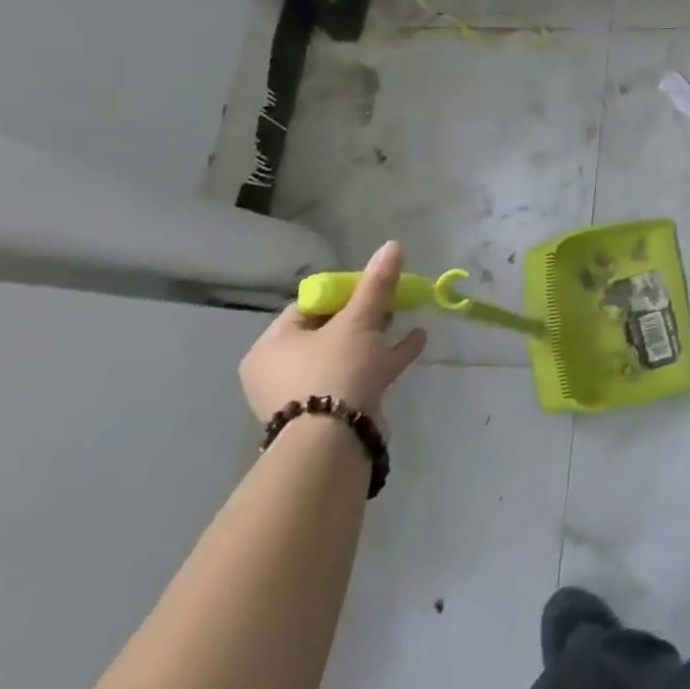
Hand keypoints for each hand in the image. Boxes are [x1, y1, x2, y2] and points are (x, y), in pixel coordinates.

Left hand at [240, 241, 427, 426]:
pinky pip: (360, 375)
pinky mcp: (332, 411)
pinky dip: (385, 357)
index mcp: (273, 346)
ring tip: (405, 316)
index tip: (370, 286)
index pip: (307, 306)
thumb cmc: (334, 371)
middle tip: (389, 300)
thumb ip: (376, 284)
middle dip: (363, 313)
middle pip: (328, 329)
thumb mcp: (358, 321)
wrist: (334, 442)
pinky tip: (416, 341)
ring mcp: (307, 393)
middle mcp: (282, 370)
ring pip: (346, 353)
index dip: (341, 292)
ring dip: (377, 334)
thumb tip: (392, 245)